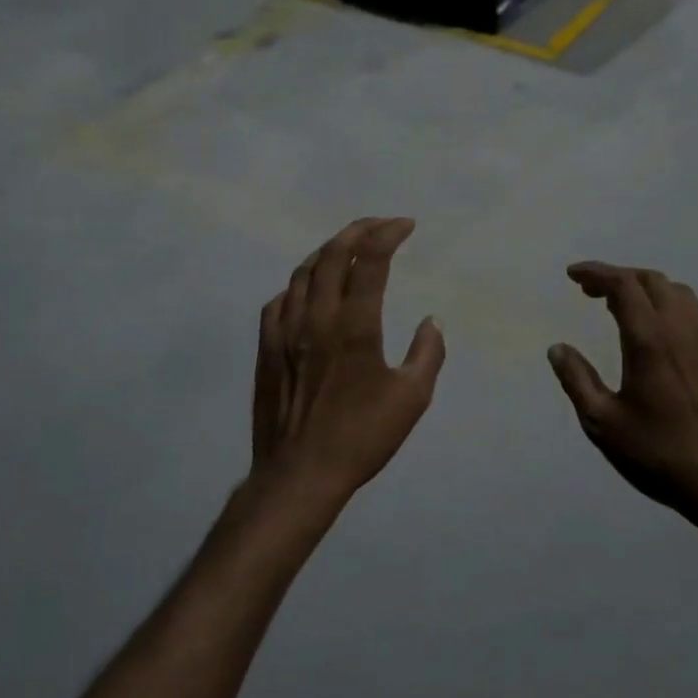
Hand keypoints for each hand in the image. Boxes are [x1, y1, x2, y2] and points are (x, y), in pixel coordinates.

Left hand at [250, 218, 444, 509]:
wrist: (300, 473)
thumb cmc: (361, 437)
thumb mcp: (411, 399)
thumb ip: (427, 354)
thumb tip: (432, 321)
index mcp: (355, 325)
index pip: (371, 260)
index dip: (389, 234)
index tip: (406, 225)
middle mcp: (317, 317)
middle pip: (332, 255)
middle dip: (358, 231)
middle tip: (380, 225)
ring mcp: (285, 331)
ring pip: (302, 273)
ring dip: (326, 252)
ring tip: (346, 249)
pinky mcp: (266, 348)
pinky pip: (278, 301)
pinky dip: (297, 285)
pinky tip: (306, 291)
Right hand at [548, 263, 697, 534]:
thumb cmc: (659, 454)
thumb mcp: (602, 423)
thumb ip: (577, 380)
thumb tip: (558, 348)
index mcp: (650, 340)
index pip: (623, 285)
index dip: (596, 272)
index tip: (573, 275)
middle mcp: (684, 329)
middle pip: (651, 281)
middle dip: (619, 278)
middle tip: (592, 292)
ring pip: (679, 294)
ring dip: (647, 290)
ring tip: (623, 307)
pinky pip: (697, 314)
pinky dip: (671, 307)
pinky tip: (661, 332)